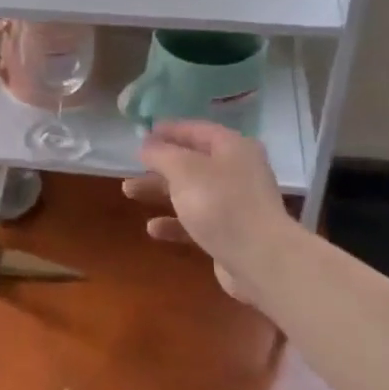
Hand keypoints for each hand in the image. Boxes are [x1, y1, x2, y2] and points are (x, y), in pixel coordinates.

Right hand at [122, 121, 294, 303]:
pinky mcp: (230, 233)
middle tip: (131, 166)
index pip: (197, 130)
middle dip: (158, 165)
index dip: (169, 130)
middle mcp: (237, 171)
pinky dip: (174, 222)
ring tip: (129, 192)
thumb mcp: (183, 169)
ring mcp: (235, 204)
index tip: (142, 134)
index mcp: (233, 148)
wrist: (259, 259)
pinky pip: (196, 221)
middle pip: (191, 162)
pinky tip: (153, 229)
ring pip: (190, 191)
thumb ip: (161, 153)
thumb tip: (147, 145)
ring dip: (160, 191)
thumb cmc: (220, 203)